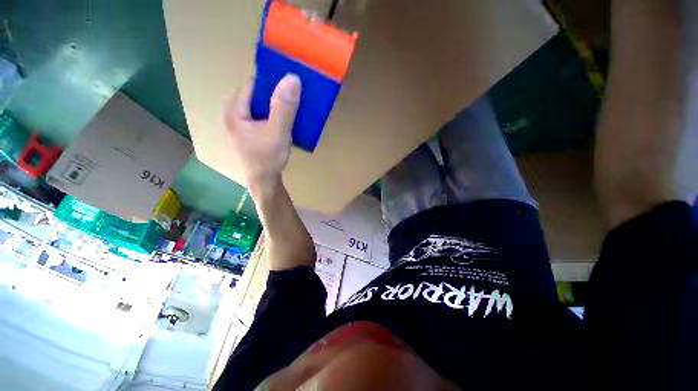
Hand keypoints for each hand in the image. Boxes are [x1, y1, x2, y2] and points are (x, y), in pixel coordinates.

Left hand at [223, 74, 301, 189]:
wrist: (264, 183)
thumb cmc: (267, 159)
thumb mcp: (278, 132)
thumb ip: (283, 107)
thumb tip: (292, 78)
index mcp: (235, 111)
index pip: (253, 84)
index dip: (272, 81)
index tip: (291, 82)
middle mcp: (234, 115)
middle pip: (256, 95)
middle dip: (275, 94)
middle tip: (294, 96)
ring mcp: (241, 125)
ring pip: (260, 107)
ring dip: (276, 105)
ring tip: (292, 107)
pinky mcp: (250, 134)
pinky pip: (262, 117)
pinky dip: (274, 116)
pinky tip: (285, 121)